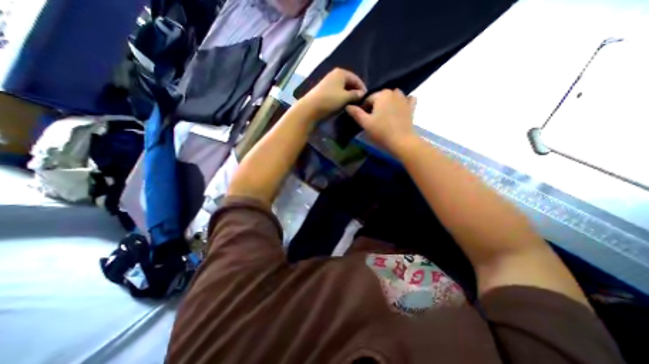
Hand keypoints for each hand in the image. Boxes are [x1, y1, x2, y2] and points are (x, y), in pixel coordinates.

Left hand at [300, 67, 366, 118]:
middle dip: (355, 93)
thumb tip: (363, 94)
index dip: (362, 88)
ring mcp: (328, 83)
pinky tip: (343, 105)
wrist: (310, 108)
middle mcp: (335, 75)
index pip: (356, 79)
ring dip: (349, 96)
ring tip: (353, 105)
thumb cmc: (329, 100)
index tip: (366, 99)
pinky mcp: (324, 91)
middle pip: (349, 83)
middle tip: (360, 103)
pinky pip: (337, 93)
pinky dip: (342, 98)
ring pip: (343, 89)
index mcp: (341, 73)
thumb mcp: (345, 97)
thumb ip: (356, 95)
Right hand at [348, 88, 417, 154]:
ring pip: (393, 97)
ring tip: (384, 115)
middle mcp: (394, 93)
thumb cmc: (381, 131)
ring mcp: (404, 99)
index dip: (364, 109)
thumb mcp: (365, 123)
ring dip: (388, 103)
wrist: (401, 141)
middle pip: (380, 97)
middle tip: (373, 120)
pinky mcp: (411, 107)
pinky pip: (407, 100)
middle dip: (375, 106)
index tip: (363, 119)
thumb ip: (356, 113)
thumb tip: (348, 106)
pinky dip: (403, 102)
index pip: (368, 99)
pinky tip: (400, 109)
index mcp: (381, 95)